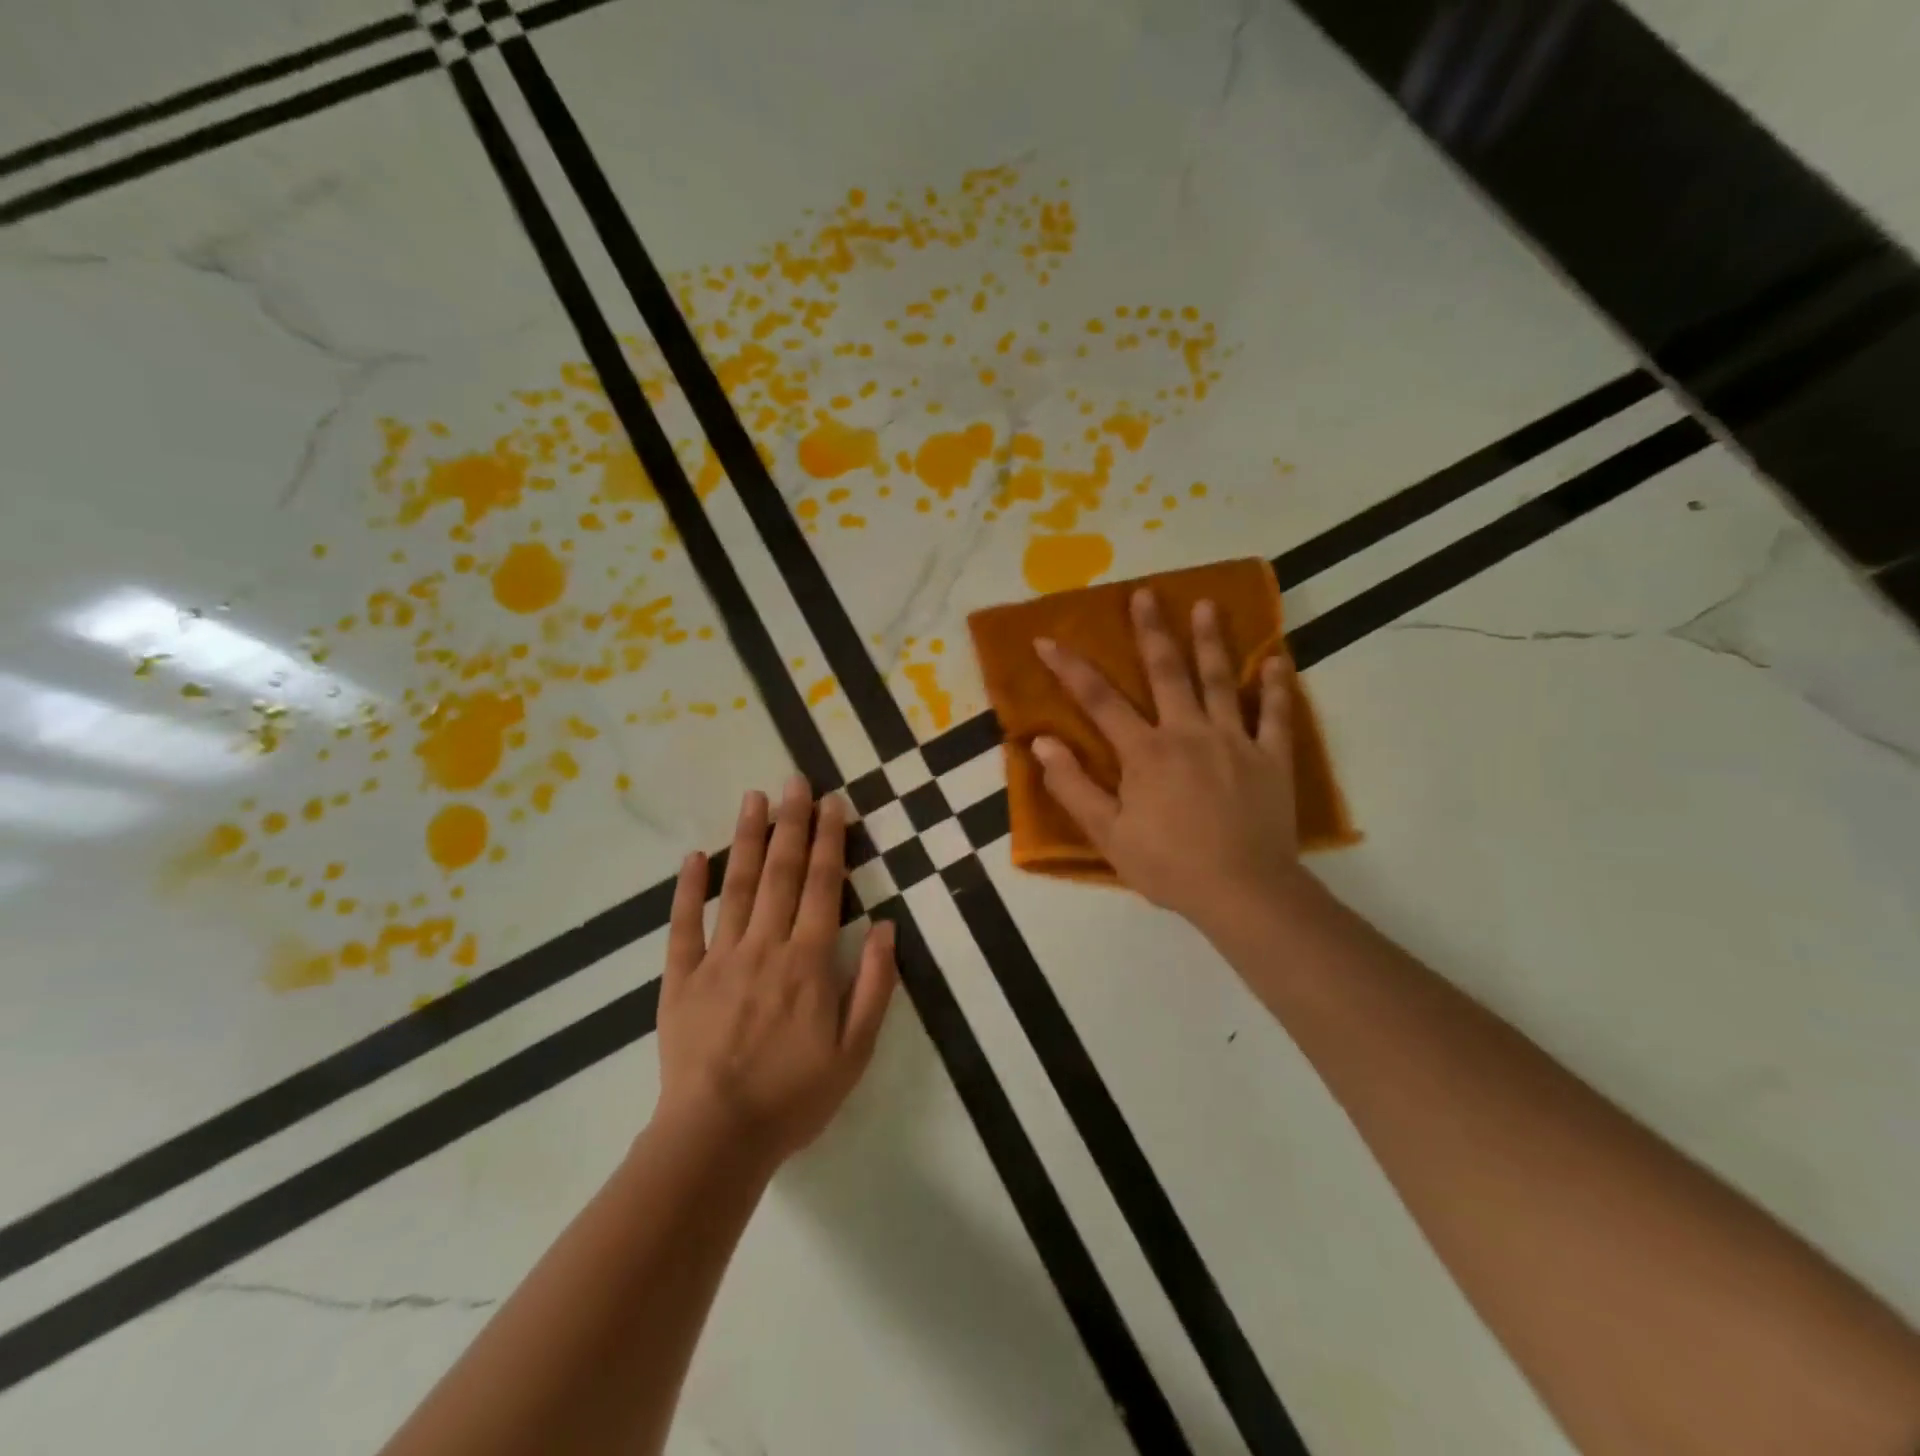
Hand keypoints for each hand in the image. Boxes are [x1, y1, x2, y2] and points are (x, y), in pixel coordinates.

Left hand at [655, 775, 896, 1165]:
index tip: (831, 804)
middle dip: (791, 824)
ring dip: (746, 839)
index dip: (829, 841)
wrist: (716, 1137)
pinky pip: (684, 926)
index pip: (822, 886)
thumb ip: (874, 985)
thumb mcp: (855, 1050)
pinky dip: (688, 890)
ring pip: (736, 886)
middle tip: (795, 780)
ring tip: (753, 798)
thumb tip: (887, 926)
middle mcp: (765, 946)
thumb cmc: (794, 1096)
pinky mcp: (681, 978)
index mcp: (809, 961)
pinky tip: (692, 857)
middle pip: (781, 873)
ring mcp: (719, 958)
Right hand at [1033, 589, 1302, 932]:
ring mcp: (1235, 741)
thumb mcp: (1108, 834)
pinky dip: (1278, 686)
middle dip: (1152, 631)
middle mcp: (1189, 733)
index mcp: (1146, 752)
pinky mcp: (1272, 758)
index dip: (1070, 668)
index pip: (1099, 700)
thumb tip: (1041, 744)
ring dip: (1212, 641)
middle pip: (1167, 672)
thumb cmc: (1169, 866)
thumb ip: (1073, 786)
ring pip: (1222, 680)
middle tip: (1146, 593)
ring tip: (1207, 604)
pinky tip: (1278, 659)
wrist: (1244, 893)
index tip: (1046, 639)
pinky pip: (1277, 715)